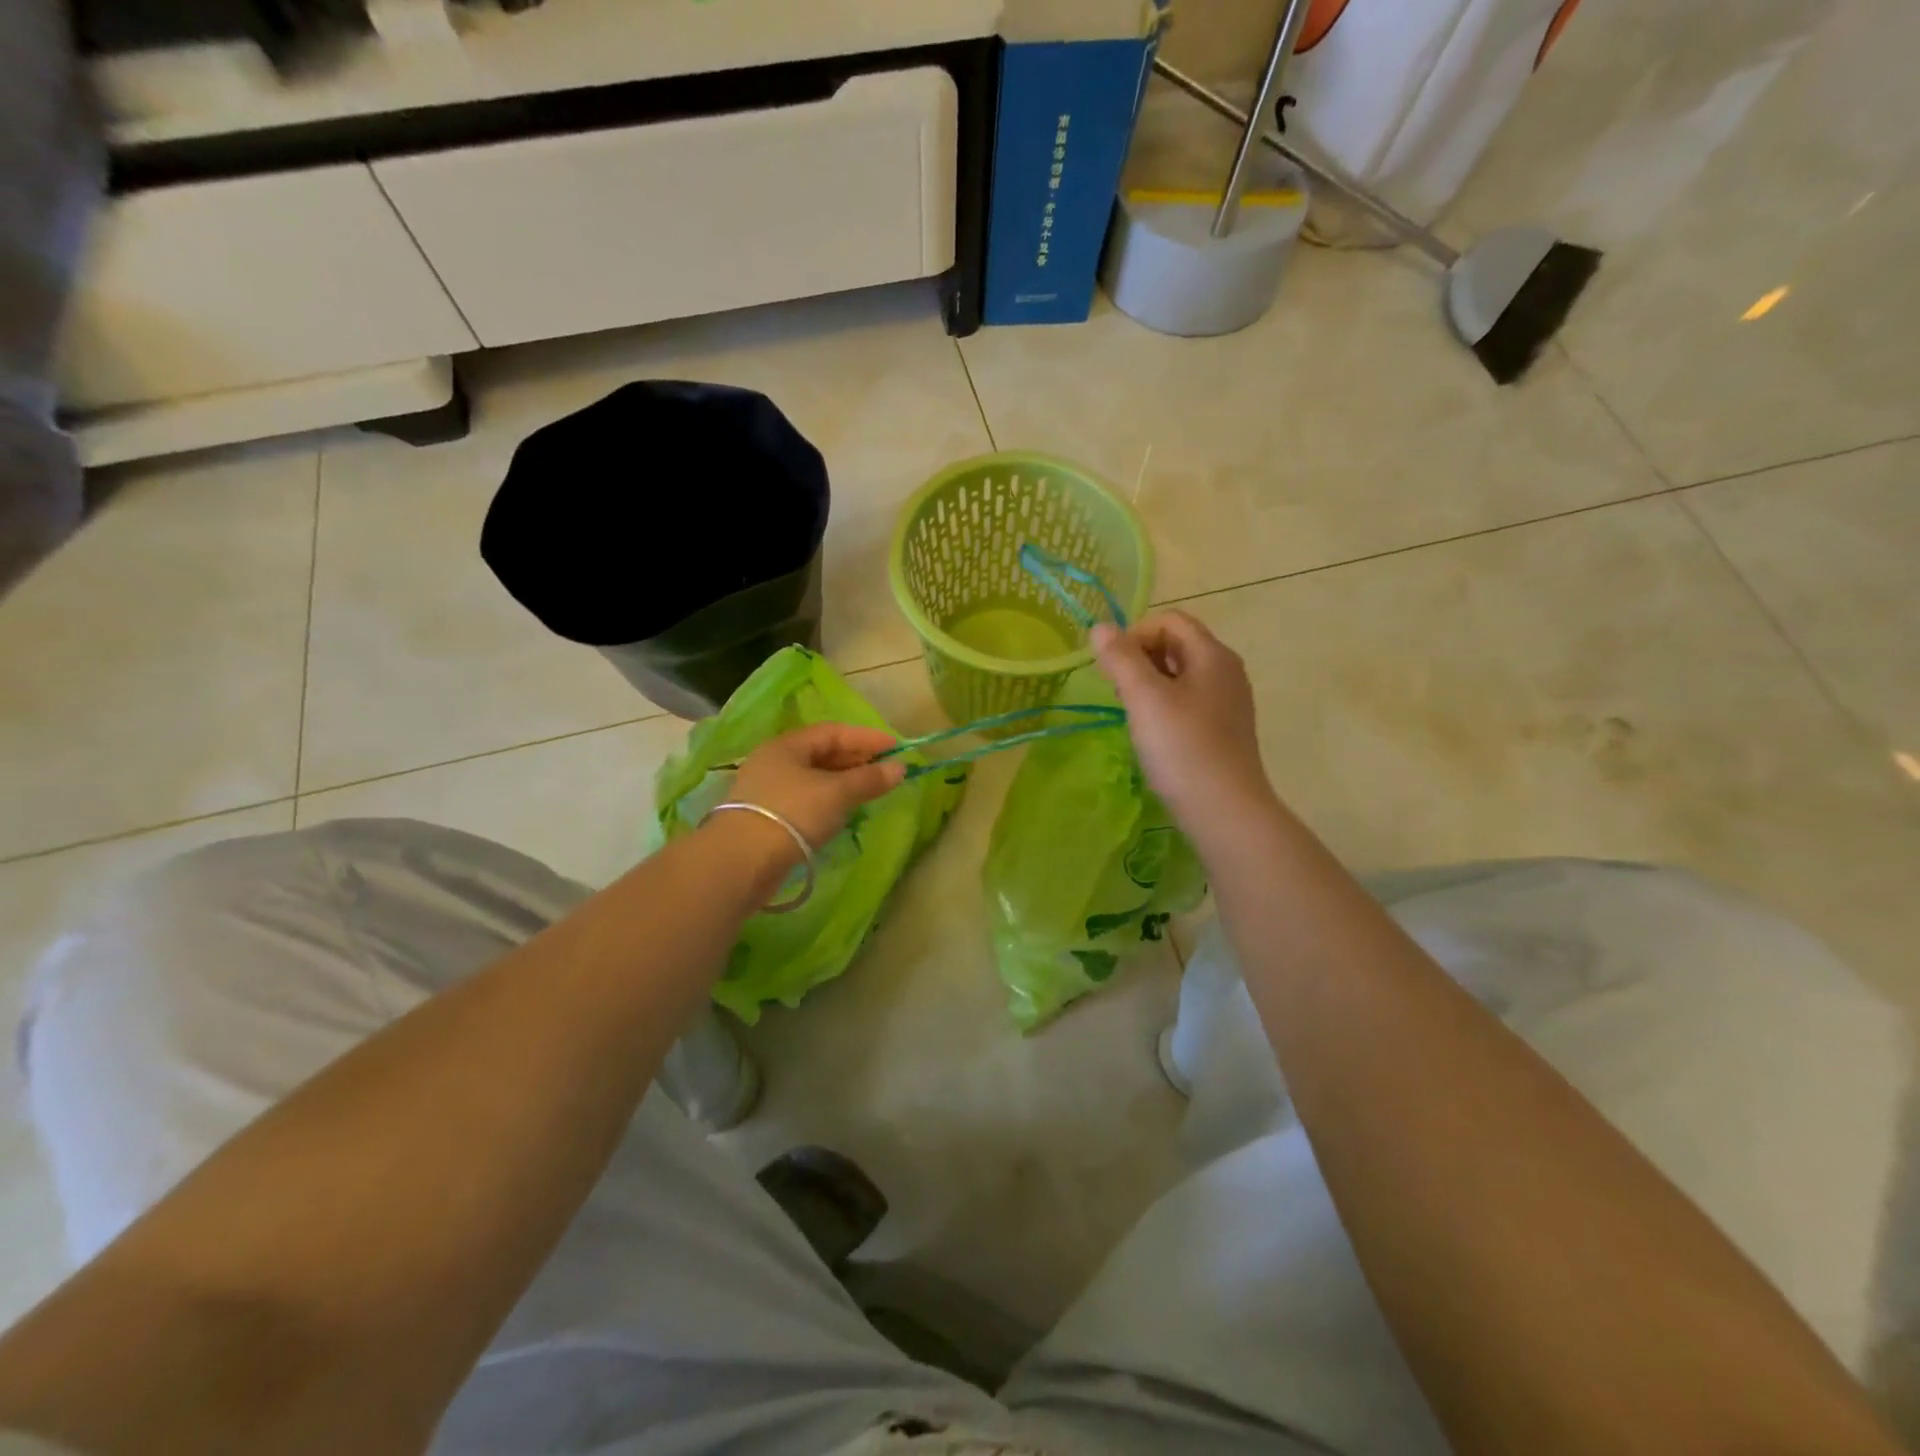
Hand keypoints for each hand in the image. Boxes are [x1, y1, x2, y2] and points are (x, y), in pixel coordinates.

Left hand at [725, 723, 905, 854]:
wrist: (742, 862)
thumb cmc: (792, 814)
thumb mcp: (837, 793)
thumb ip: (869, 779)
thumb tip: (900, 768)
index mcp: (787, 745)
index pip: (833, 731)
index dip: (866, 738)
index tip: (896, 748)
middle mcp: (774, 761)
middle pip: (822, 753)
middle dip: (856, 759)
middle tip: (886, 770)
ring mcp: (768, 790)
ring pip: (814, 778)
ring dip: (844, 782)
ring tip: (870, 791)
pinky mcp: (767, 818)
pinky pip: (806, 800)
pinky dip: (829, 801)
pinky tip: (843, 812)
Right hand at [1091, 612, 1275, 834]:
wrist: (1225, 811)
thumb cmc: (1183, 748)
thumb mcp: (1145, 698)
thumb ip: (1120, 658)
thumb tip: (1100, 627)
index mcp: (1213, 655)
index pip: (1170, 620)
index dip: (1135, 634)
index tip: (1113, 668)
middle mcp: (1226, 671)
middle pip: (1177, 644)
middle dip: (1140, 658)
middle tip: (1118, 691)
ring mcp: (1228, 702)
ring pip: (1181, 675)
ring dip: (1149, 684)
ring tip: (1132, 713)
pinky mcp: (1223, 730)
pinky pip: (1188, 702)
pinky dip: (1164, 706)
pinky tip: (1153, 734)